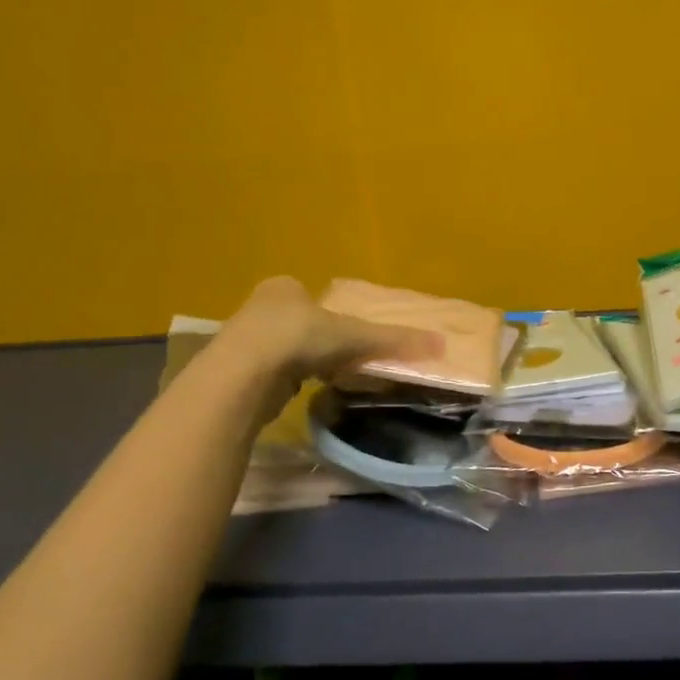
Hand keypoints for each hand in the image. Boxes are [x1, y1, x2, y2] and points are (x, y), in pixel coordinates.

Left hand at [205, 276, 440, 422]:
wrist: (244, 375)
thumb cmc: (299, 340)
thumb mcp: (355, 337)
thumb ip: (394, 340)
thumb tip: (442, 344)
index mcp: (283, 288)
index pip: (311, 296)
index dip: (332, 315)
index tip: (348, 336)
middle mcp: (259, 308)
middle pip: (298, 322)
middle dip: (317, 340)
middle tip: (341, 359)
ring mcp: (243, 340)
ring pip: (283, 349)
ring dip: (302, 362)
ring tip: (323, 378)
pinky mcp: (237, 372)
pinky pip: (272, 373)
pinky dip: (288, 380)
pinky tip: (300, 391)